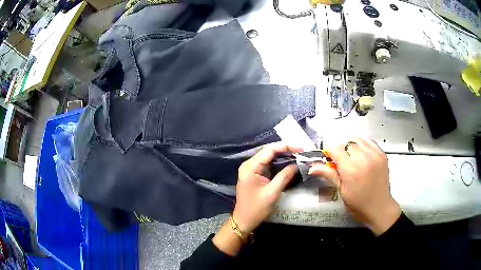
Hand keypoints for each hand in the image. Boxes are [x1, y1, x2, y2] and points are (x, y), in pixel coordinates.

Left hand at [213, 142, 302, 255]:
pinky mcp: (255, 174)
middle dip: (286, 149)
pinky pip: (268, 164)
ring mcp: (252, 169)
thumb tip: (296, 164)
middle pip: (269, 151)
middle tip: (302, 150)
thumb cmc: (256, 208)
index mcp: (250, 167)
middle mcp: (249, 164)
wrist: (244, 220)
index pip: (269, 150)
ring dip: (283, 155)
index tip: (301, 148)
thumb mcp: (272, 193)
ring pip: (269, 157)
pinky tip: (289, 161)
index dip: (286, 146)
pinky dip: (279, 162)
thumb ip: (284, 176)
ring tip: (299, 154)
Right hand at [309, 137, 400, 235]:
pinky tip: (360, 152)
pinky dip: (362, 143)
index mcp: (351, 170)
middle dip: (339, 147)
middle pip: (346, 141)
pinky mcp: (382, 154)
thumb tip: (312, 167)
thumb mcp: (342, 191)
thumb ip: (329, 174)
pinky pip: (369, 141)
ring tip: (350, 154)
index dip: (329, 149)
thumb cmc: (358, 203)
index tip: (328, 155)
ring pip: (357, 138)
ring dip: (350, 143)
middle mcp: (363, 159)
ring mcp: (374, 155)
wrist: (380, 207)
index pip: (335, 148)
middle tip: (339, 158)